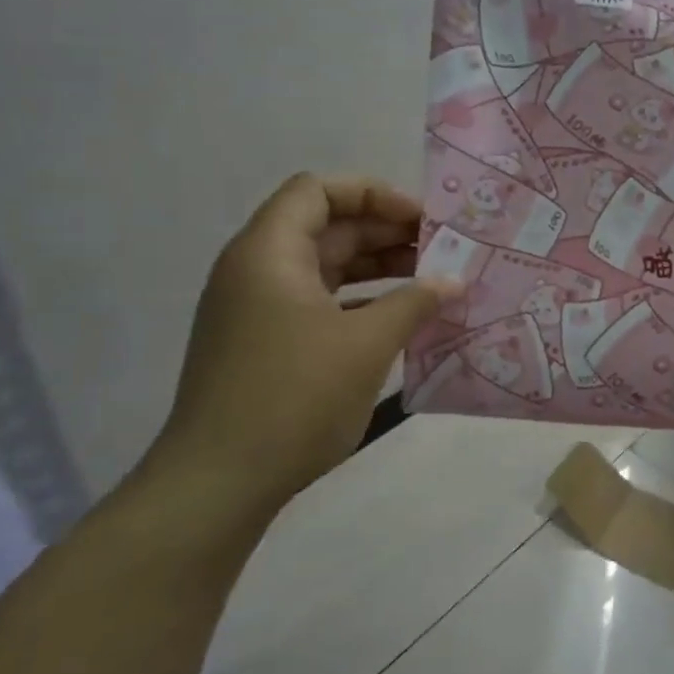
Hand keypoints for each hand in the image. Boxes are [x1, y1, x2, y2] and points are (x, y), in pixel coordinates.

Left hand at [151, 174, 460, 516]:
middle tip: (441, 250)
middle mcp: (257, 271)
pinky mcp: (266, 343)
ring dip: (378, 267)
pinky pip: (319, 302)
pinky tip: (400, 318)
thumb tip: (453, 281)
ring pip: (325, 266)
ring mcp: (258, 309)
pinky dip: (360, 300)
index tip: (422, 220)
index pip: (318, 190)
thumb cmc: (294, 396)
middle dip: (386, 232)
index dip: (373, 194)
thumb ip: (415, 302)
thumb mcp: (367, 343)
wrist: (219, 482)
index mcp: (269, 253)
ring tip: (431, 281)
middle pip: (326, 226)